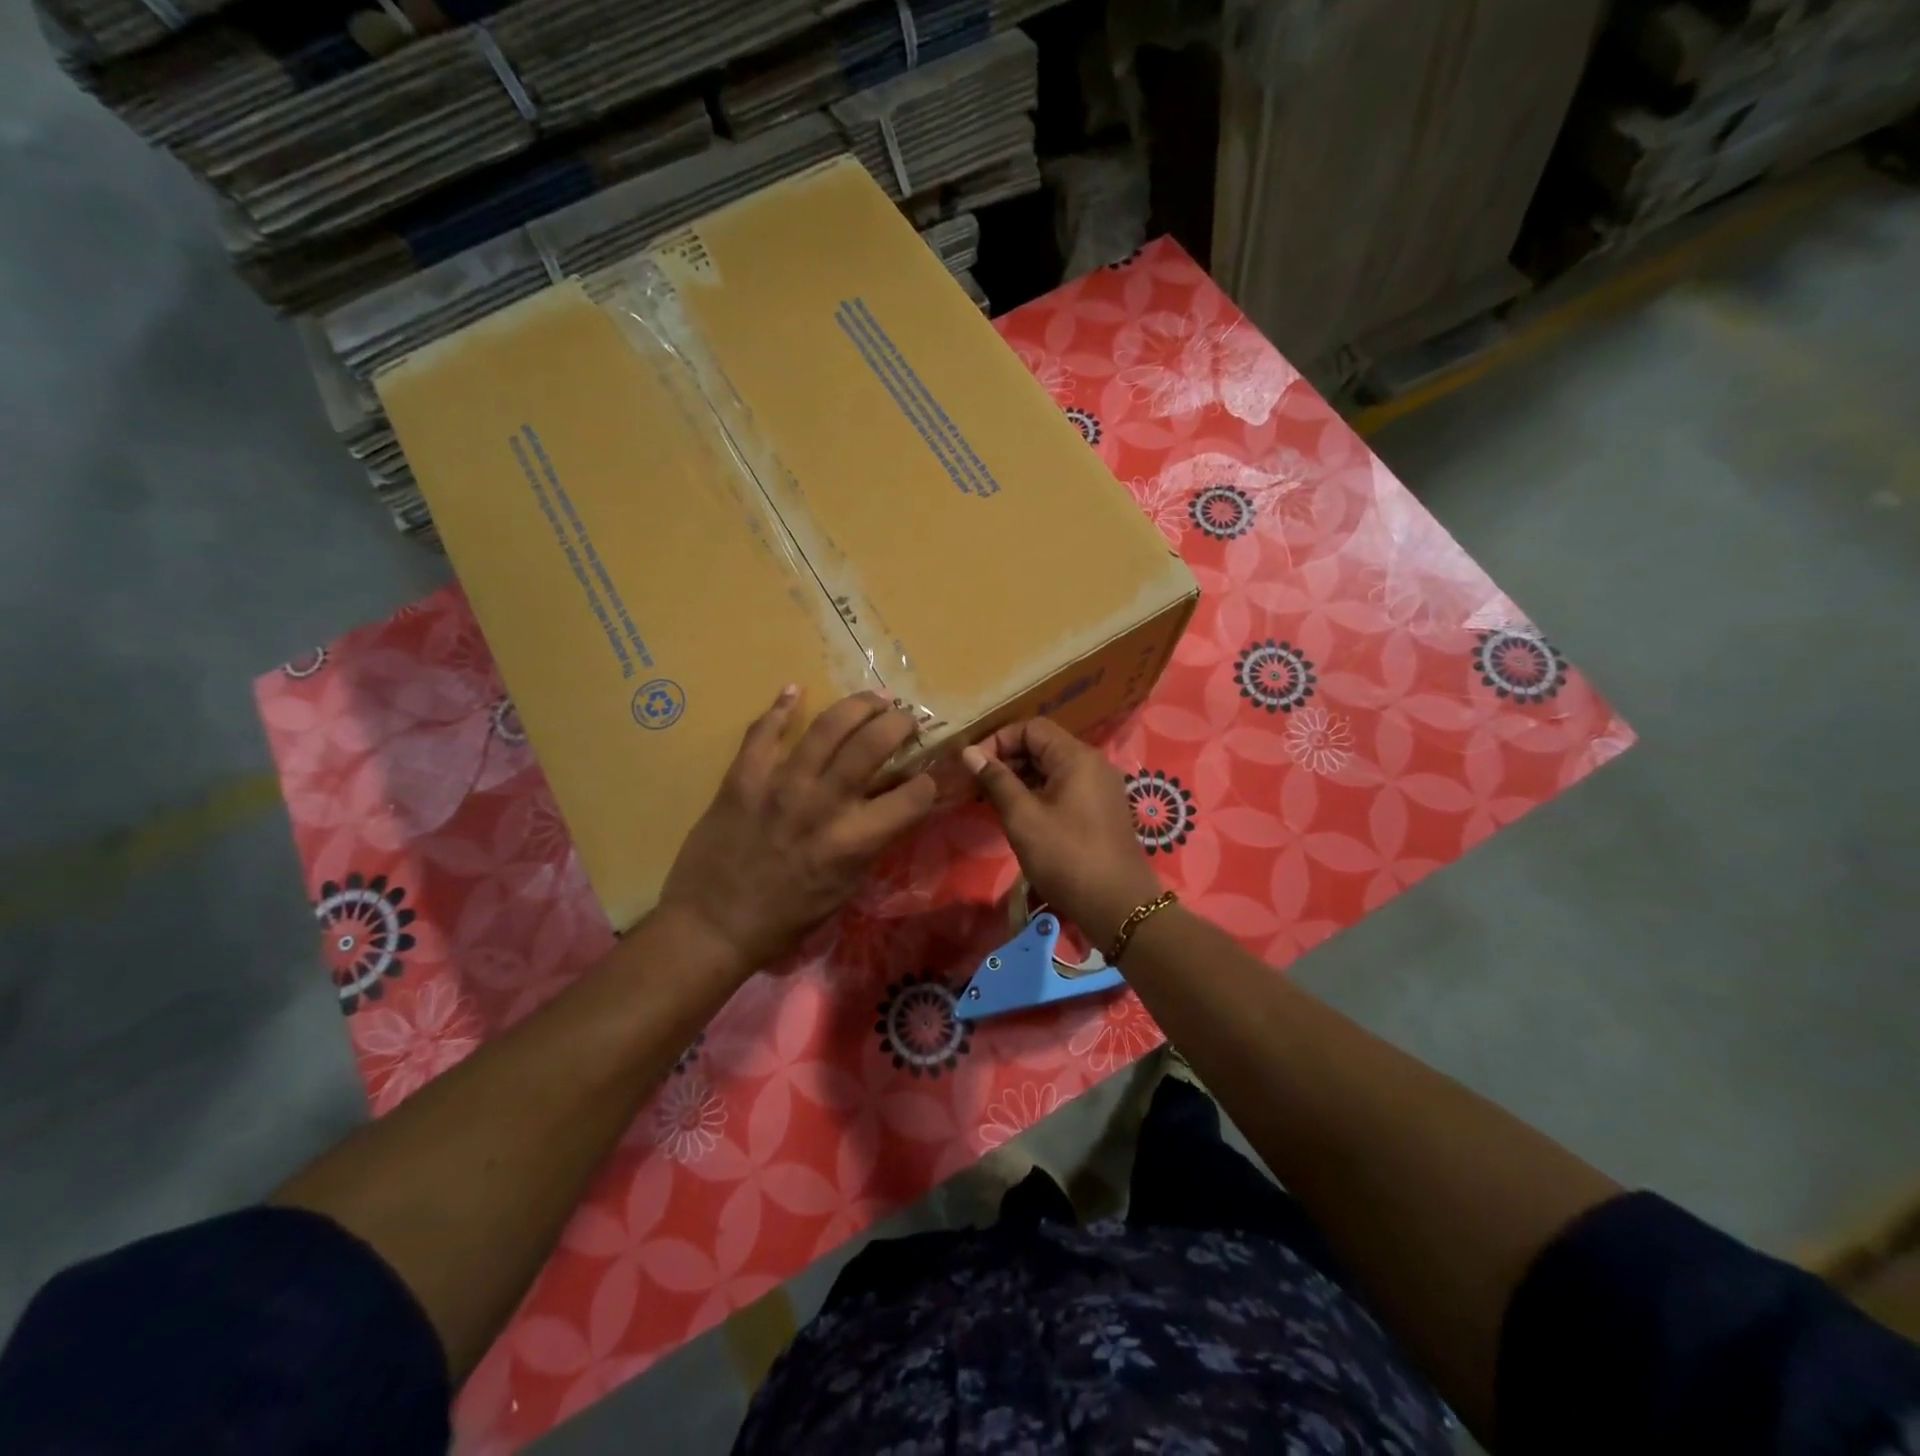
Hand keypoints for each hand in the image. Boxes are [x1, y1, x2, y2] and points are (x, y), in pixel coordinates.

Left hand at [659, 687, 939, 977]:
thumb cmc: (786, 917)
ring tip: (873, 699)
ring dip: (857, 705)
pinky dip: (781, 707)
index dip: (929, 783)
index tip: (926, 777)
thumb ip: (873, 843)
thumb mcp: (845, 888)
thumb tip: (895, 807)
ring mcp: (779, 786)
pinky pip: (763, 732)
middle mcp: (822, 805)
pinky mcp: (742, 778)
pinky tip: (796, 690)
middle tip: (905, 721)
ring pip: (826, 727)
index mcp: (853, 841)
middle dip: (899, 724)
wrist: (712, 925)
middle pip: (872, 743)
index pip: (913, 796)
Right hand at [962, 719, 1161, 949]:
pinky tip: (1019, 816)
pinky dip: (1038, 793)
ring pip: (1052, 769)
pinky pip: (1064, 788)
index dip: (998, 741)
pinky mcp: (1100, 809)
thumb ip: (996, 780)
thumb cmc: (1066, 857)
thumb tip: (970, 752)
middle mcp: (1092, 763)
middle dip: (1007, 760)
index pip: (1031, 727)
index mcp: (1076, 757)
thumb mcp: (1023, 817)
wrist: (1117, 905)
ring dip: (1020, 779)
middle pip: (1042, 745)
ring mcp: (1100, 787)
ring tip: (992, 802)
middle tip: (978, 786)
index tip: (974, 767)